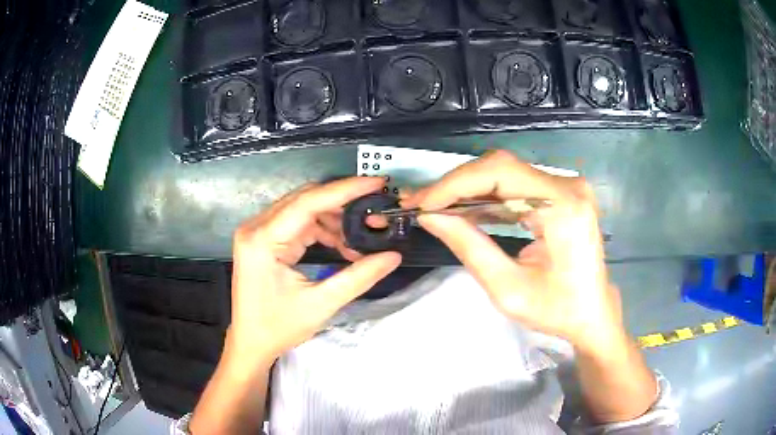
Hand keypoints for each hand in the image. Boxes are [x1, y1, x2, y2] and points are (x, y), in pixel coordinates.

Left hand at [229, 177, 401, 363]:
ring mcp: (257, 232)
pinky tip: (340, 246)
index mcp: (263, 239)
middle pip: (305, 199)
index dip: (345, 190)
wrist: (250, 343)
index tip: (376, 183)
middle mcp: (256, 227)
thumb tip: (392, 256)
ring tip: (358, 241)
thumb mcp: (321, 304)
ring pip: (303, 209)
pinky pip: (297, 222)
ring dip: (333, 220)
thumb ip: (359, 277)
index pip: (308, 201)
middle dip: (342, 204)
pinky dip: (321, 230)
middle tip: (373, 211)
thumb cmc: (278, 327)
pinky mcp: (262, 239)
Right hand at [403, 150, 621, 353]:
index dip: (455, 183)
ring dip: (468, 190)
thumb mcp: (508, 289)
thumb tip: (430, 216)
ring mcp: (566, 186)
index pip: (500, 173)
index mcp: (563, 206)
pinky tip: (464, 209)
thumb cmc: (557, 311)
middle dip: (456, 185)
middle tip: (420, 204)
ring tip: (434, 207)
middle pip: (501, 168)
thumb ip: (469, 247)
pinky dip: (487, 197)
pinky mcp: (561, 193)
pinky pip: (516, 185)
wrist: (593, 314)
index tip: (421, 203)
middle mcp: (568, 185)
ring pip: (505, 174)